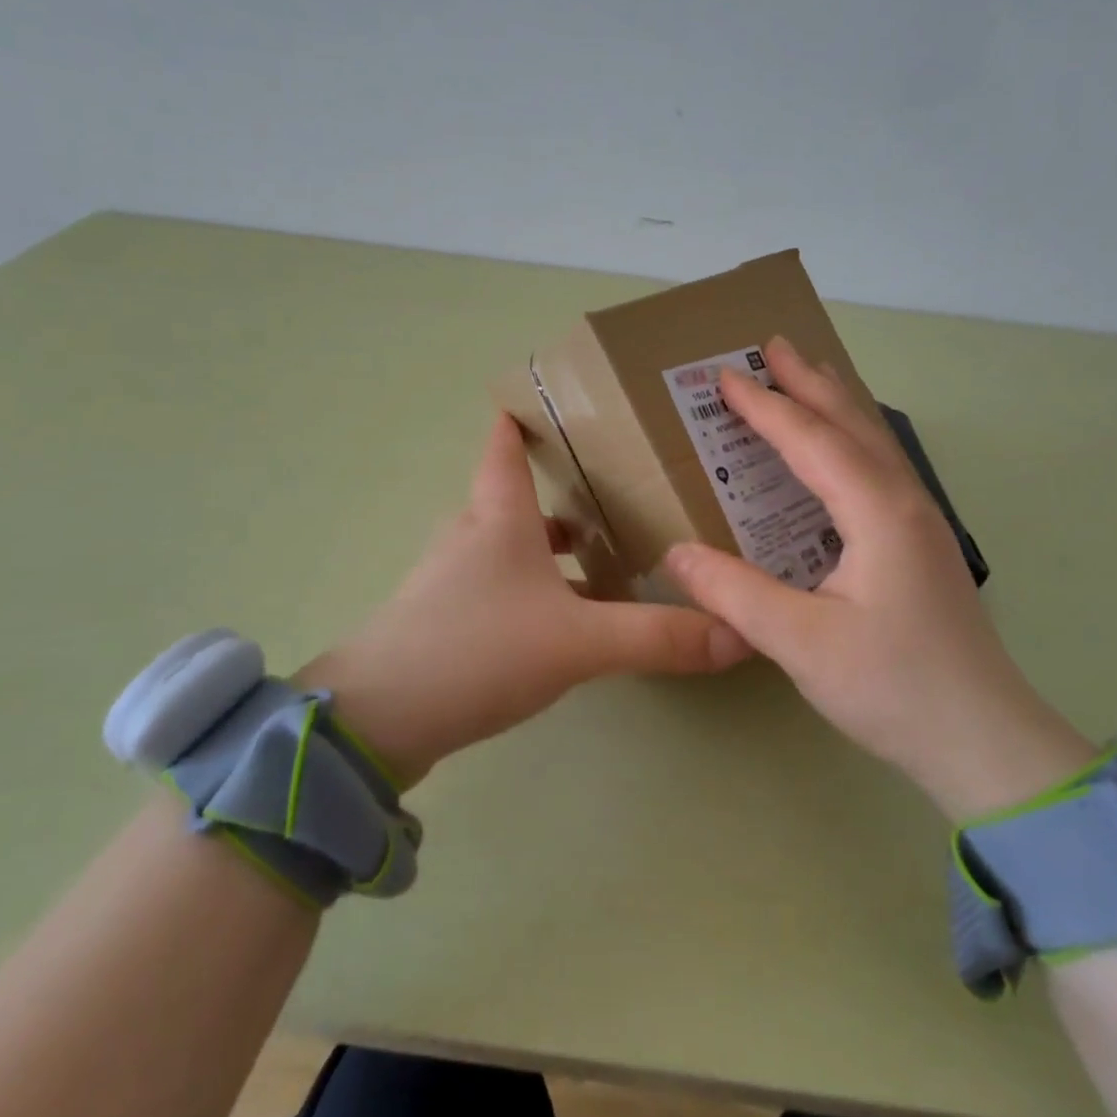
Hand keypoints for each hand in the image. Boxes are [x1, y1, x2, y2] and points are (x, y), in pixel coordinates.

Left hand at [296, 415, 749, 784]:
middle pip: (517, 498)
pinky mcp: (444, 620)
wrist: (378, 719)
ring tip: (604, 558)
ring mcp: (452, 579)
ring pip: (510, 547)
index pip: (505, 444)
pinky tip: (563, 620)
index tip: (554, 397)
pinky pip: (500, 587)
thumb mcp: (578, 642)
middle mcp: (471, 536)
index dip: (523, 416)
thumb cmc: (478, 649)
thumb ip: (657, 637)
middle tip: (619, 491)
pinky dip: (533, 588)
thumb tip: (738, 633)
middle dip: (563, 493)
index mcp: (498, 516)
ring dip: (551, 549)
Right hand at [663, 336, 1095, 820]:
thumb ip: (734, 593)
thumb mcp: (801, 643)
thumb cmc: (894, 688)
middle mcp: (904, 503)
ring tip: (806, 376)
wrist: (985, 743)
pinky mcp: (921, 546)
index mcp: (878, 512)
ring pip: (873, 442)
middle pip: (852, 423)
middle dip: (810, 381)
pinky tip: (837, 453)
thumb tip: (674, 555)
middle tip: (773, 344)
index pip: (811, 441)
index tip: (725, 376)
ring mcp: (920, 523)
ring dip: (835, 403)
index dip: (765, 407)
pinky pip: (879, 468)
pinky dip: (850, 439)